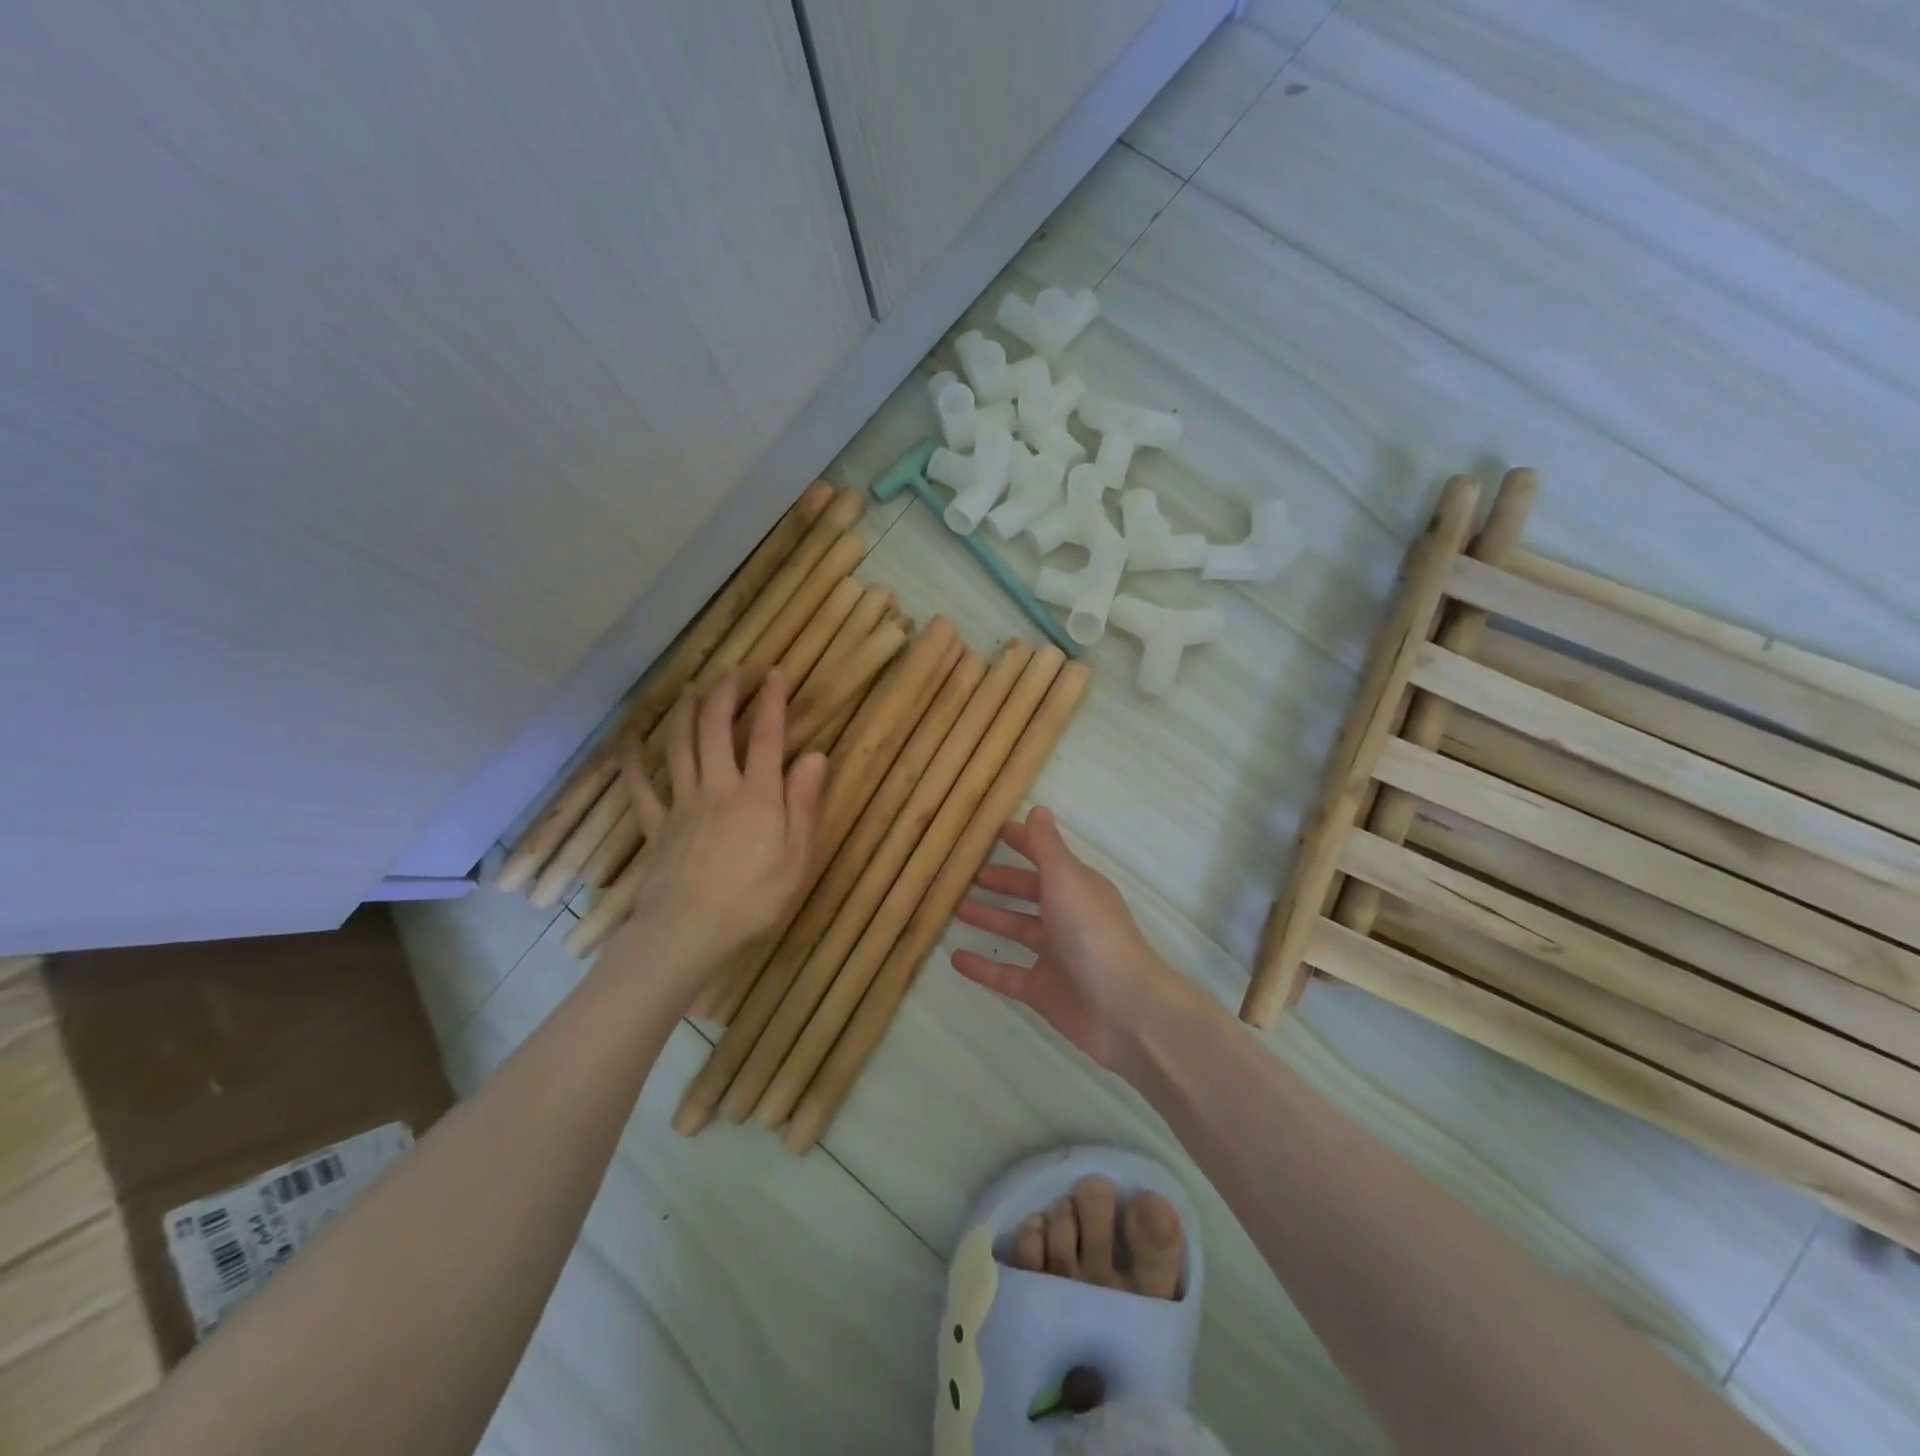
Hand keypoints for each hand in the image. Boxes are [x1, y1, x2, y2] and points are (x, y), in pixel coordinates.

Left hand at [615, 670, 824, 984]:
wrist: (688, 932)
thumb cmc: (754, 899)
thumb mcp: (797, 856)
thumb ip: (805, 803)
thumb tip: (816, 755)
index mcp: (757, 795)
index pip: (767, 737)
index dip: (772, 702)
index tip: (775, 672)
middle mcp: (718, 788)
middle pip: (716, 731)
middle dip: (724, 697)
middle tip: (730, 673)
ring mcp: (682, 805)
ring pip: (679, 748)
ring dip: (685, 715)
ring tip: (690, 691)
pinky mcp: (657, 827)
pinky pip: (642, 789)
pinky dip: (634, 765)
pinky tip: (630, 746)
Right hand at [951, 807, 1200, 1075]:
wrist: (1123, 1008)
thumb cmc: (1092, 933)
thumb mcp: (1066, 879)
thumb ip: (1047, 847)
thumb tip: (1037, 809)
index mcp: (1077, 887)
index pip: (1045, 858)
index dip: (1023, 844)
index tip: (993, 832)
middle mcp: (1067, 917)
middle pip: (1030, 893)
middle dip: (1002, 882)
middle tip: (965, 873)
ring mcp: (1055, 956)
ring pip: (1017, 930)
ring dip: (990, 918)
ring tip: (954, 908)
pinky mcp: (1043, 991)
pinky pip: (1006, 975)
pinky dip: (983, 966)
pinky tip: (955, 958)